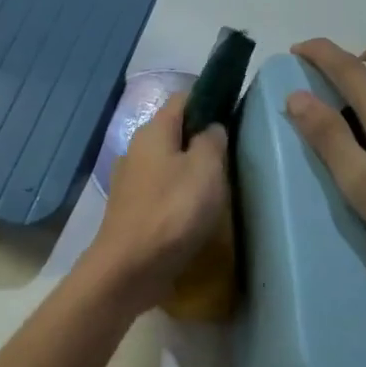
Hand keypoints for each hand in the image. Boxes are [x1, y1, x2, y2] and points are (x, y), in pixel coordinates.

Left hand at [85, 94, 229, 312]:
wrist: (130, 267)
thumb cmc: (172, 211)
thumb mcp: (205, 169)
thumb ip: (212, 141)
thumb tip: (212, 127)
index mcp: (153, 131)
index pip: (183, 99)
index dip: (209, 100)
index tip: (235, 113)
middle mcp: (137, 149)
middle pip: (175, 132)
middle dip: (202, 138)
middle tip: (233, 155)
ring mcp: (131, 180)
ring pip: (168, 162)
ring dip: (192, 169)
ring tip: (221, 185)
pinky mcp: (133, 209)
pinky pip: (162, 190)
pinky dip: (180, 194)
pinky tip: (197, 211)